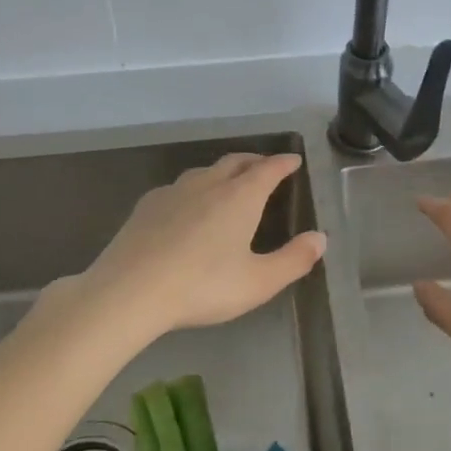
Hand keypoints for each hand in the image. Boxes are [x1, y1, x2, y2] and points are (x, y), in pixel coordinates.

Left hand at [60, 152, 325, 341]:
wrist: (129, 291)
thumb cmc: (202, 286)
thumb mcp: (258, 282)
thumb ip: (293, 260)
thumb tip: (320, 238)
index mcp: (240, 197)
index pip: (268, 169)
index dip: (284, 163)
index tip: (294, 160)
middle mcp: (209, 184)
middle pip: (236, 162)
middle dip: (255, 162)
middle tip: (265, 168)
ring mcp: (174, 191)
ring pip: (205, 171)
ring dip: (223, 172)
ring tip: (229, 183)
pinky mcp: (148, 205)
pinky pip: (179, 187)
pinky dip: (194, 188)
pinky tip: (187, 206)